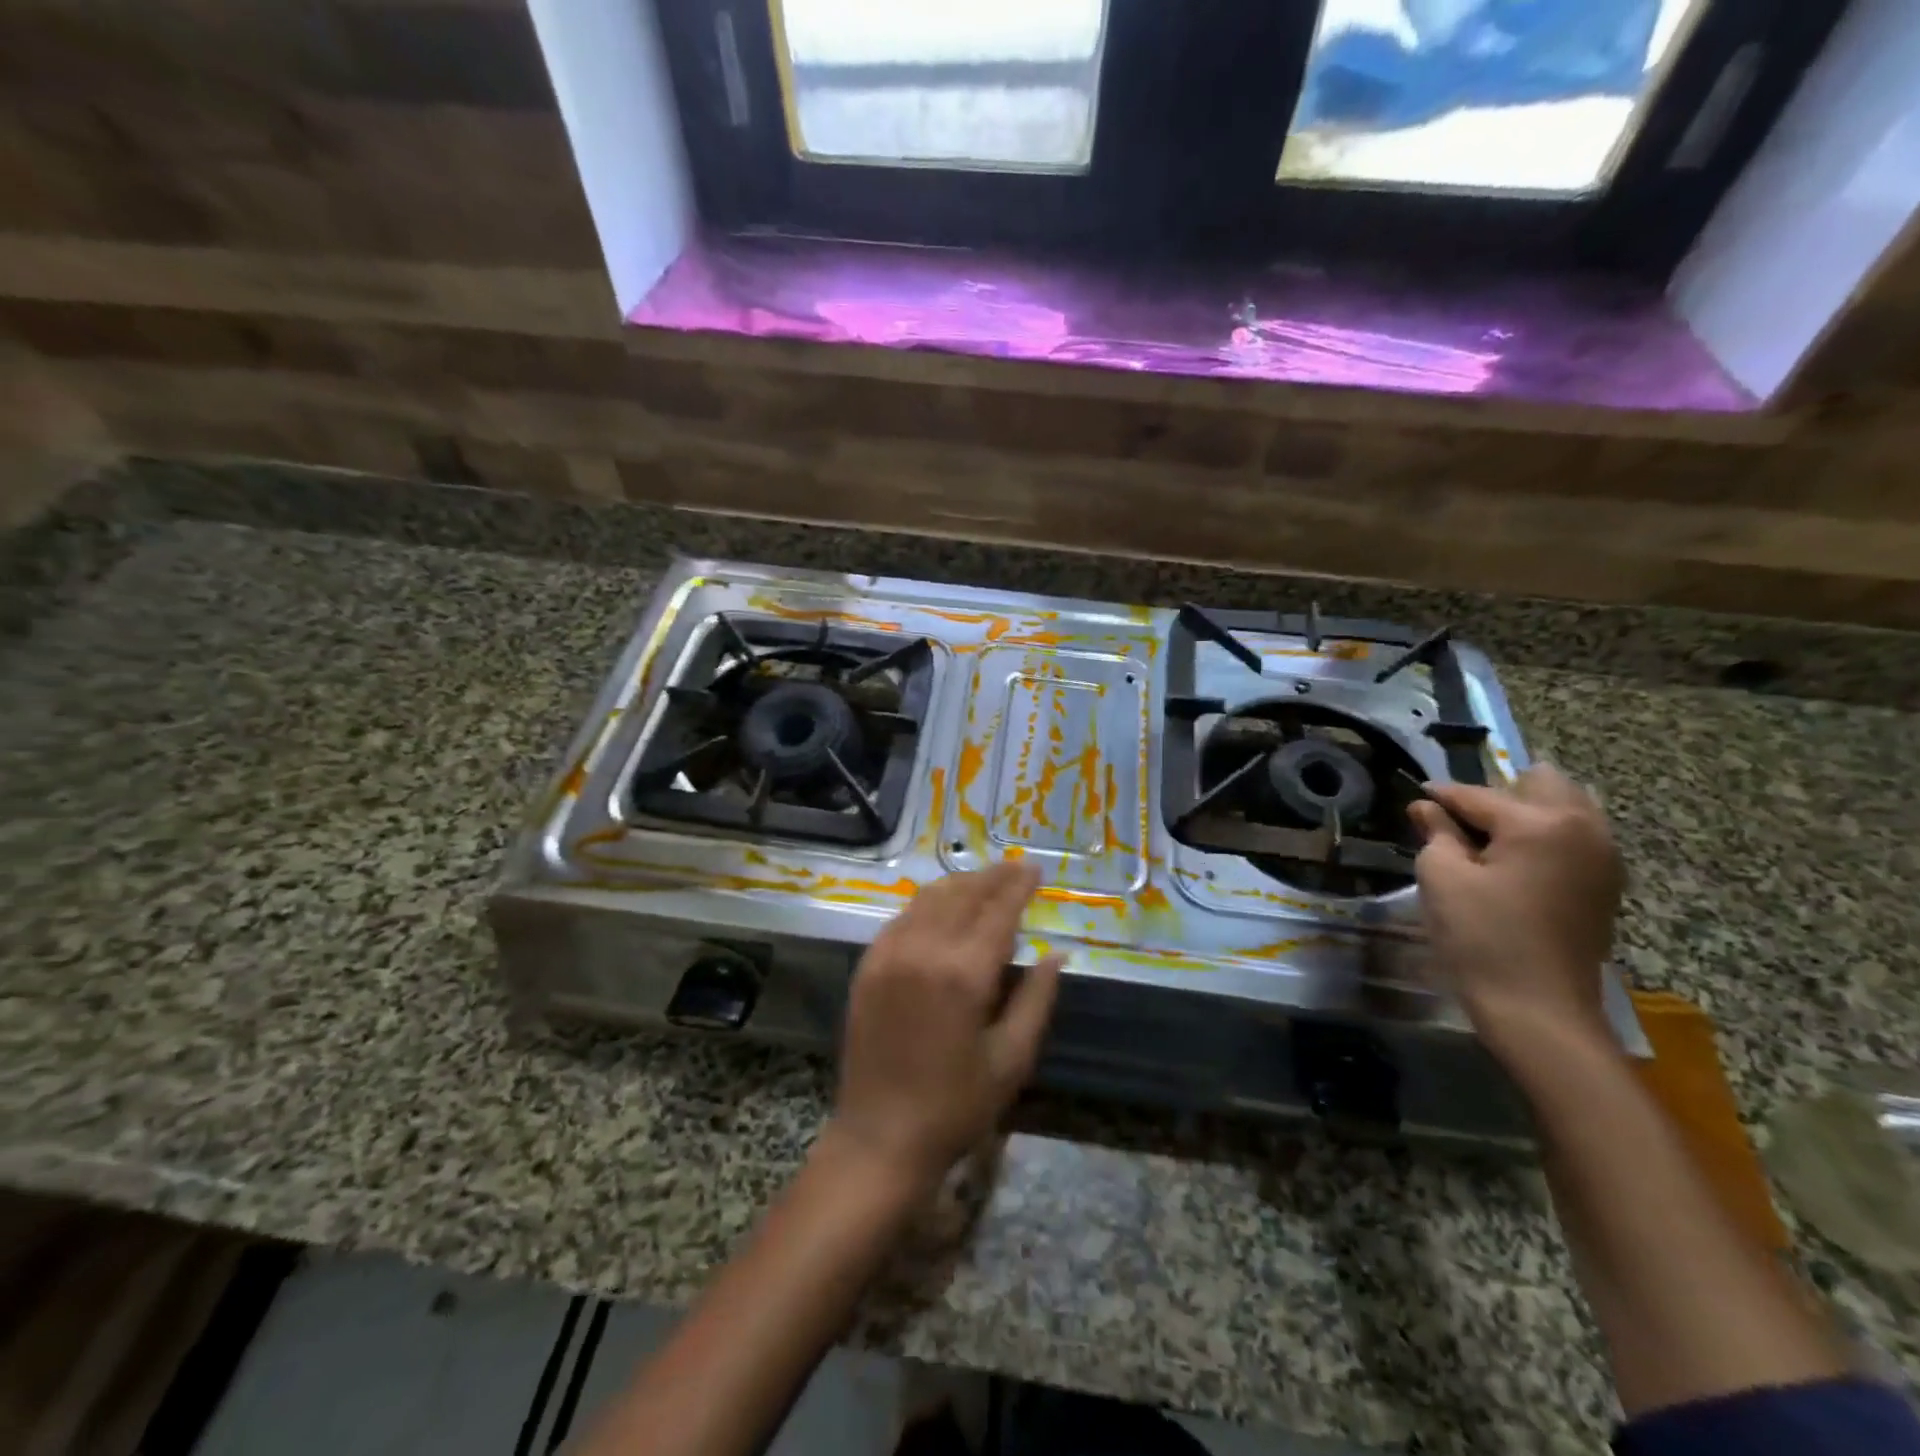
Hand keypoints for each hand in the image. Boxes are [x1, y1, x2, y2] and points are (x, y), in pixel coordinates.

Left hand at [830, 862, 1063, 1196]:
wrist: (880, 1137)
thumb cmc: (956, 1106)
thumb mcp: (1011, 1059)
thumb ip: (1036, 999)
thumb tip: (1056, 954)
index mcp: (964, 974)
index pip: (999, 911)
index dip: (1019, 886)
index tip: (1036, 869)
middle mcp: (924, 950)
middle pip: (963, 895)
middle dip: (992, 877)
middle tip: (1016, 867)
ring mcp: (889, 954)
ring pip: (929, 898)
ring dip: (960, 884)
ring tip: (985, 880)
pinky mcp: (868, 965)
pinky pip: (902, 917)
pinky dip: (928, 903)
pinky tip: (942, 906)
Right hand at [1410, 765, 1623, 1061]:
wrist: (1538, 1010)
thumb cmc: (1482, 937)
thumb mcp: (1442, 877)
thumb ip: (1435, 831)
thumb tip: (1426, 807)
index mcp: (1542, 822)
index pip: (1479, 795)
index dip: (1439, 797)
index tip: (1414, 797)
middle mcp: (1585, 829)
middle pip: (1541, 783)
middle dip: (1497, 793)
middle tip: (1460, 821)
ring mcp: (1604, 858)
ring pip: (1566, 806)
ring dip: (1527, 811)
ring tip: (1487, 839)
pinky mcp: (1606, 885)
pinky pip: (1577, 836)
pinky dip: (1546, 836)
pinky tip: (1515, 862)